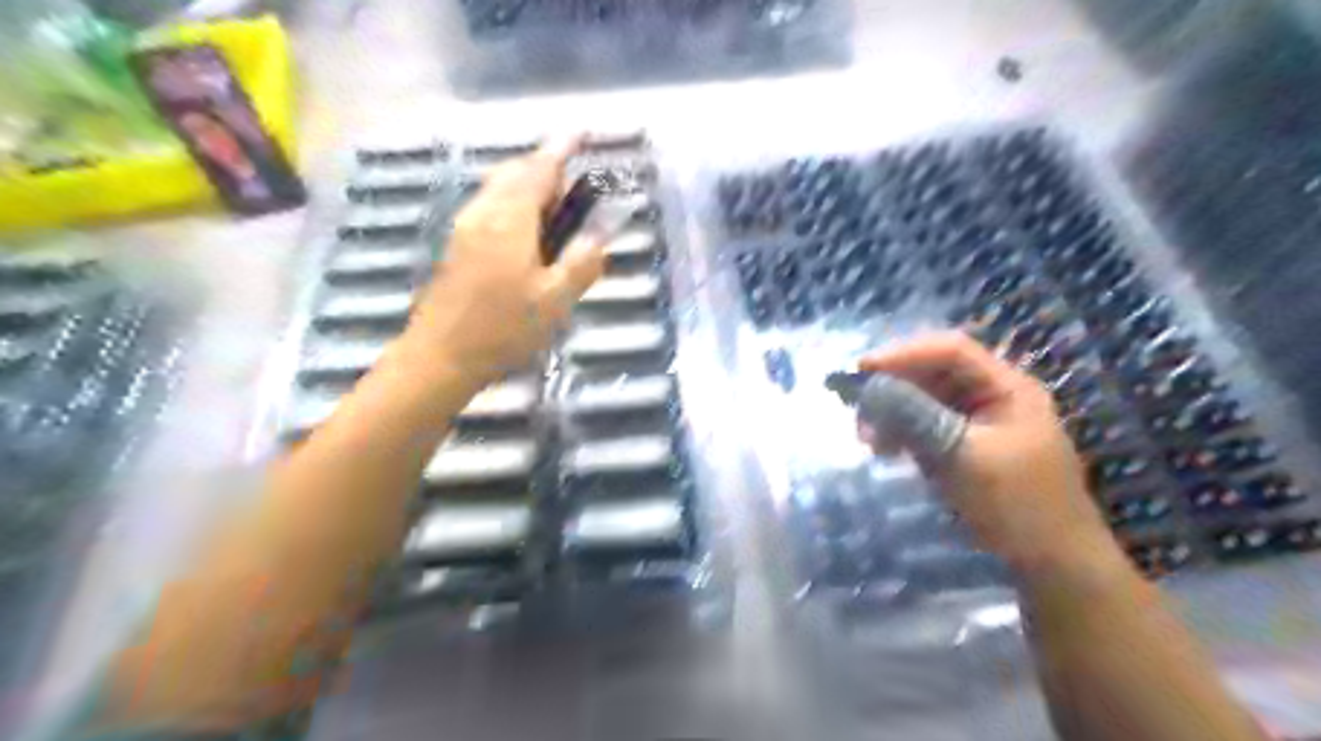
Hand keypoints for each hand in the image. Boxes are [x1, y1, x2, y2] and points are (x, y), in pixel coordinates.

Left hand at [405, 132, 605, 384]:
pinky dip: (513, 205)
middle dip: (545, 169)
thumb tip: (601, 238)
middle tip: (575, 190)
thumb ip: (581, 264)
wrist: (439, 358)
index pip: (540, 170)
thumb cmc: (502, 329)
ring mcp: (464, 229)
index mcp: (509, 220)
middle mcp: (483, 213)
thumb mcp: (554, 302)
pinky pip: (489, 208)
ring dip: (528, 187)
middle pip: (514, 172)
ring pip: (498, 189)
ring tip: (556, 214)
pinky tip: (527, 237)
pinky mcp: (456, 246)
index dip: (562, 149)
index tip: (582, 133)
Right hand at [858, 331, 1124, 579]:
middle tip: (858, 409)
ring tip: (869, 438)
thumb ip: (916, 416)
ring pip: (927, 399)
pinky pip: (928, 425)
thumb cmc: (1017, 505)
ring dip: (894, 411)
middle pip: (935, 371)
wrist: (1055, 564)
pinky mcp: (968, 445)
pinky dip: (904, 432)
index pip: (950, 350)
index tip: (861, 372)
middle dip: (893, 386)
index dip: (903, 354)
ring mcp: (981, 421)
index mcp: (1008, 387)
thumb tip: (870, 387)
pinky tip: (886, 449)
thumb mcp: (962, 456)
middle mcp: (994, 395)